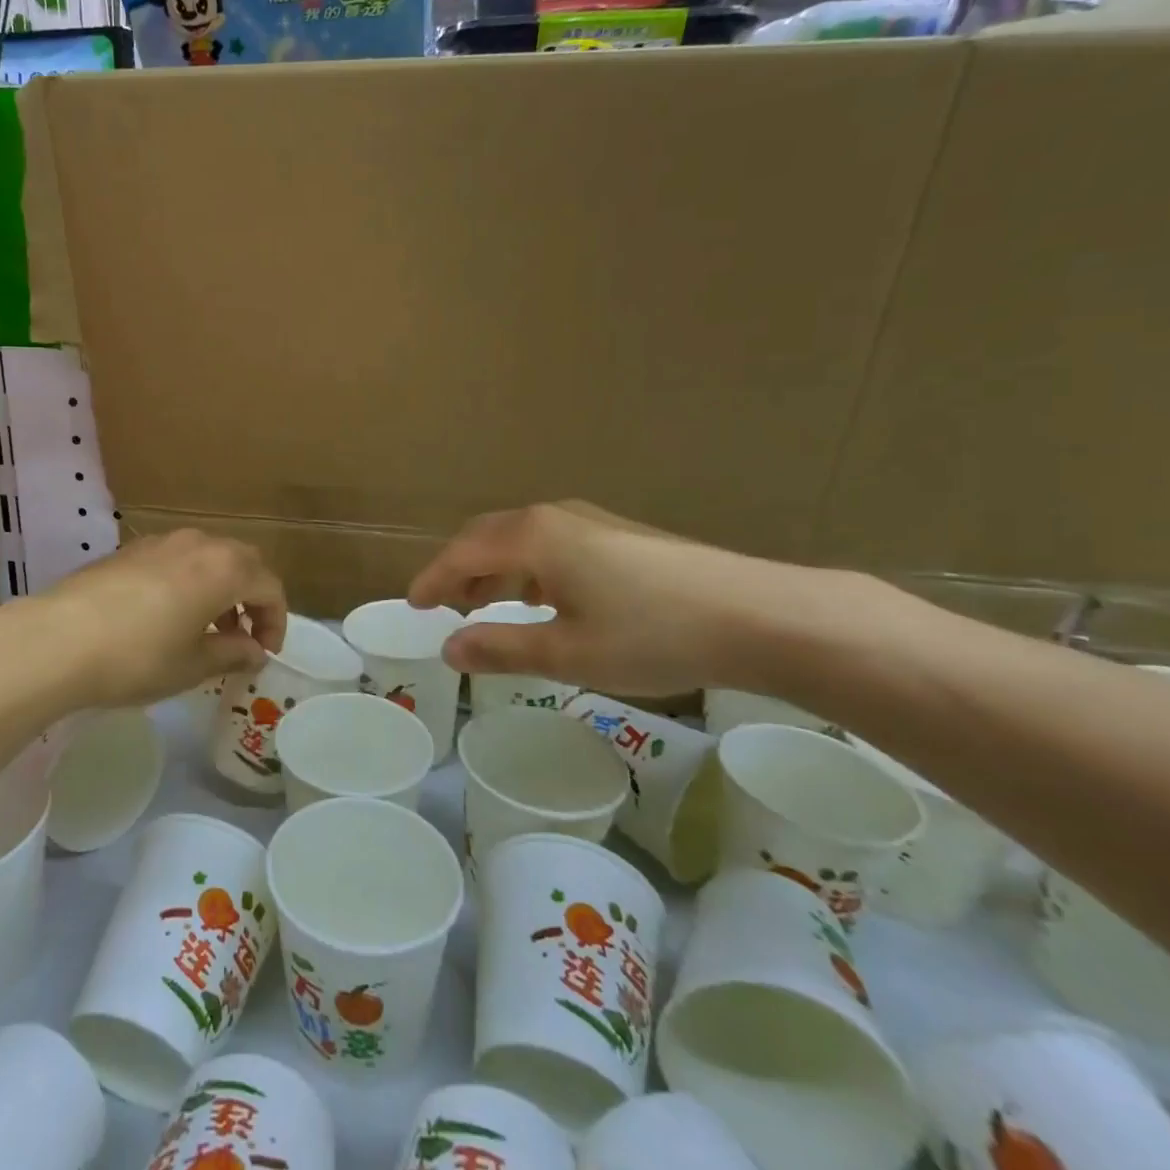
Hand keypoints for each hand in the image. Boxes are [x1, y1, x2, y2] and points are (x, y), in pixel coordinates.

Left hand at [35, 530, 286, 707]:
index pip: (268, 586)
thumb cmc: (138, 656)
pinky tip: (167, 615)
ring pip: (207, 556)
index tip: (265, 652)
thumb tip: (254, 650)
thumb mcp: (193, 665)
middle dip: (250, 597)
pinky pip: (175, 559)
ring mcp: (159, 542)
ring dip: (219, 587)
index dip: (275, 620)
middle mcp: (197, 544)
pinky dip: (188, 581)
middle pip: (241, 561)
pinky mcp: (128, 550)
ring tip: (206, 627)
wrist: (57, 639)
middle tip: (243, 635)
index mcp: (224, 568)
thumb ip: (232, 653)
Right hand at [407, 500, 834, 697]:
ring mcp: (592, 521)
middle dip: (460, 570)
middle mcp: (555, 517)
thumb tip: (448, 648)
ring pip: (522, 539)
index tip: (413, 605)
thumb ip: (500, 648)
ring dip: (495, 569)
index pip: (462, 552)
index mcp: (532, 537)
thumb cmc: (650, 634)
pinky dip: (529, 568)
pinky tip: (544, 598)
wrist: (756, 615)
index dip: (433, 579)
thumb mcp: (566, 653)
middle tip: (444, 605)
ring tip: (487, 604)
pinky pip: (553, 544)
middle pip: (488, 536)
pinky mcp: (621, 535)